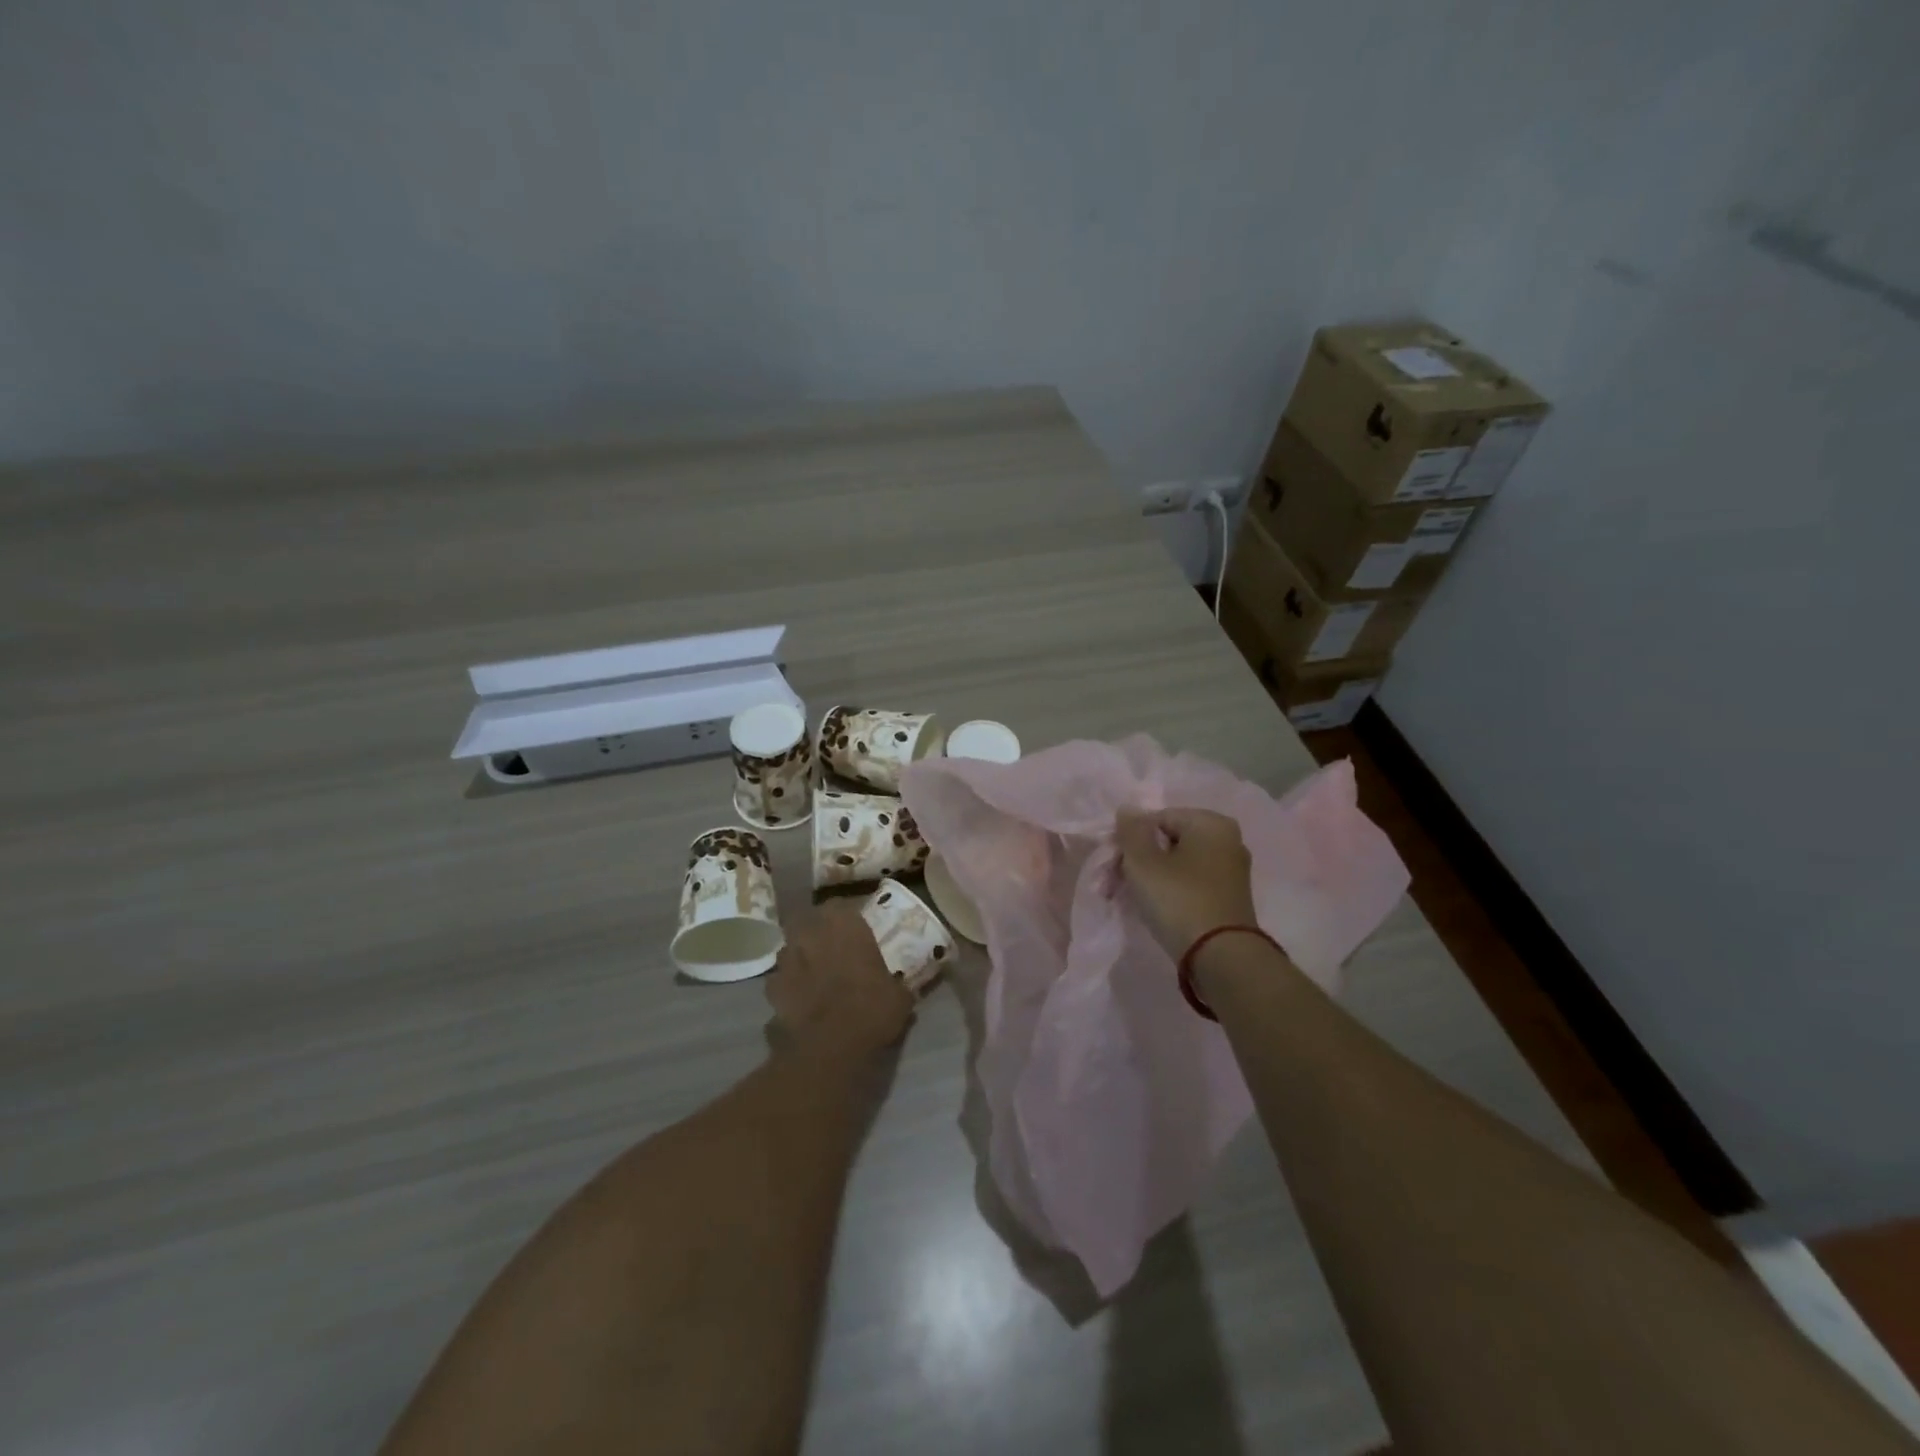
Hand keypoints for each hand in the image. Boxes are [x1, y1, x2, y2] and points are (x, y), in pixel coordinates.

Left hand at [766, 900, 914, 1061]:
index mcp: (843, 924)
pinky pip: (780, 980)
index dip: (844, 918)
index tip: (853, 931)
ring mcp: (786, 959)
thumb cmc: (870, 1010)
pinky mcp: (770, 988)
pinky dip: (787, 987)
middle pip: (807, 922)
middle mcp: (810, 933)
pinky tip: (799, 1002)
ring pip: (790, 949)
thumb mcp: (899, 997)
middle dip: (815, 933)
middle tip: (830, 950)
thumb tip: (904, 988)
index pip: (839, 905)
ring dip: (800, 958)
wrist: (828, 1048)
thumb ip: (898, 985)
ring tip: (813, 976)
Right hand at [1114, 808, 1259, 958]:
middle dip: (1136, 860)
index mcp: (1211, 823)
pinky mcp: (1228, 898)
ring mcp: (1230, 871)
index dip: (1129, 838)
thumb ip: (1131, 830)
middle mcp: (1227, 841)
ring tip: (1124, 898)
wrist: (1221, 958)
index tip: (1110, 863)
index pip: (1157, 818)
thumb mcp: (1143, 861)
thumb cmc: (1179, 899)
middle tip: (1110, 884)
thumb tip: (1128, 809)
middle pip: (1167, 841)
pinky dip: (1168, 891)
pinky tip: (1149, 908)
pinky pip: (1189, 884)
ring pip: (1177, 864)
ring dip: (1147, 877)